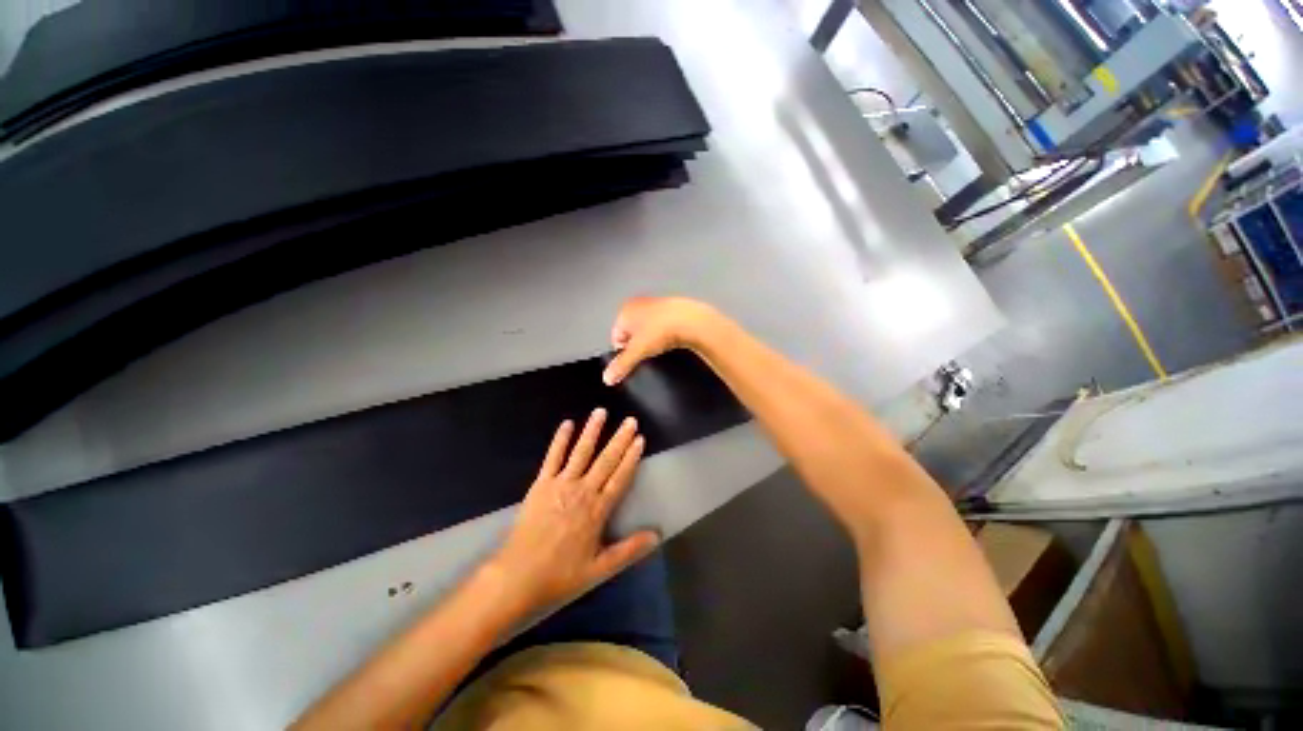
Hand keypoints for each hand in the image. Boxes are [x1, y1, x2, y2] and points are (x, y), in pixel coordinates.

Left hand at [489, 409, 659, 612]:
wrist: (517, 576)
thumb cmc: (561, 574)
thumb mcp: (600, 568)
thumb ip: (629, 550)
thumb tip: (657, 535)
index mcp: (598, 510)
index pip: (620, 477)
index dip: (631, 457)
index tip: (640, 439)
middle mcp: (582, 491)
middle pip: (605, 460)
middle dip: (620, 439)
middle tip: (630, 420)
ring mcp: (561, 484)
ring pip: (581, 452)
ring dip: (592, 431)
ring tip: (601, 412)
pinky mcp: (541, 484)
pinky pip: (553, 457)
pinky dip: (560, 440)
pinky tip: (567, 424)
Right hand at [602, 296, 718, 385]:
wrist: (693, 321)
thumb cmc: (660, 331)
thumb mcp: (638, 351)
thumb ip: (621, 365)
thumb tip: (607, 379)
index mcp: (625, 310)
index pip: (616, 336)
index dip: (623, 351)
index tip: (634, 359)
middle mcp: (638, 304)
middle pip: (631, 332)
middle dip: (637, 345)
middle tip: (647, 354)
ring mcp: (656, 304)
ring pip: (647, 329)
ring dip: (651, 339)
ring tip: (661, 348)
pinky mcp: (673, 308)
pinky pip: (662, 326)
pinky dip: (665, 334)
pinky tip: (672, 341)